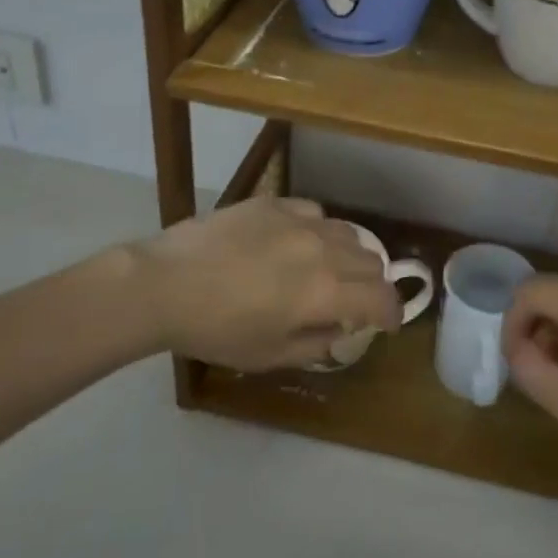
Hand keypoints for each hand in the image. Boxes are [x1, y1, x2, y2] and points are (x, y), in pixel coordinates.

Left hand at [136, 198, 400, 369]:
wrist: (166, 283)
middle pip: (372, 261)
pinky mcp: (276, 203)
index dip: (392, 313)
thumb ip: (316, 344)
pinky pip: (316, 213)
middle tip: (353, 302)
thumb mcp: (269, 355)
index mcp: (326, 292)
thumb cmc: (216, 330)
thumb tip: (341, 330)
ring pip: (348, 233)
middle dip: (371, 286)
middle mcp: (324, 250)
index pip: (382, 297)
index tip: (386, 323)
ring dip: (349, 257)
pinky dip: (319, 232)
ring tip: (327, 270)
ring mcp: (300, 221)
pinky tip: (297, 243)